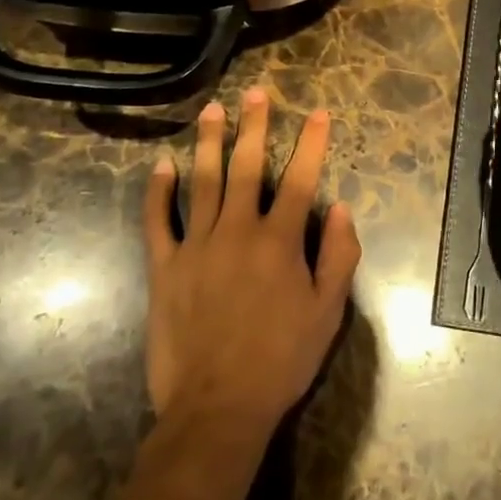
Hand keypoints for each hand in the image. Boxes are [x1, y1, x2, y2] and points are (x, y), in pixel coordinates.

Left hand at [143, 89, 360, 439]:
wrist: (217, 407)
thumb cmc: (281, 359)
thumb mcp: (328, 312)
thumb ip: (339, 256)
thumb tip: (342, 208)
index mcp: (280, 240)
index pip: (300, 178)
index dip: (311, 143)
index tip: (317, 112)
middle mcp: (238, 231)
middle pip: (246, 166)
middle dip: (253, 126)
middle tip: (254, 92)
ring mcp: (197, 246)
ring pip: (203, 182)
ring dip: (209, 142)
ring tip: (212, 110)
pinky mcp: (165, 267)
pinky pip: (158, 221)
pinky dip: (158, 191)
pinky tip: (162, 165)